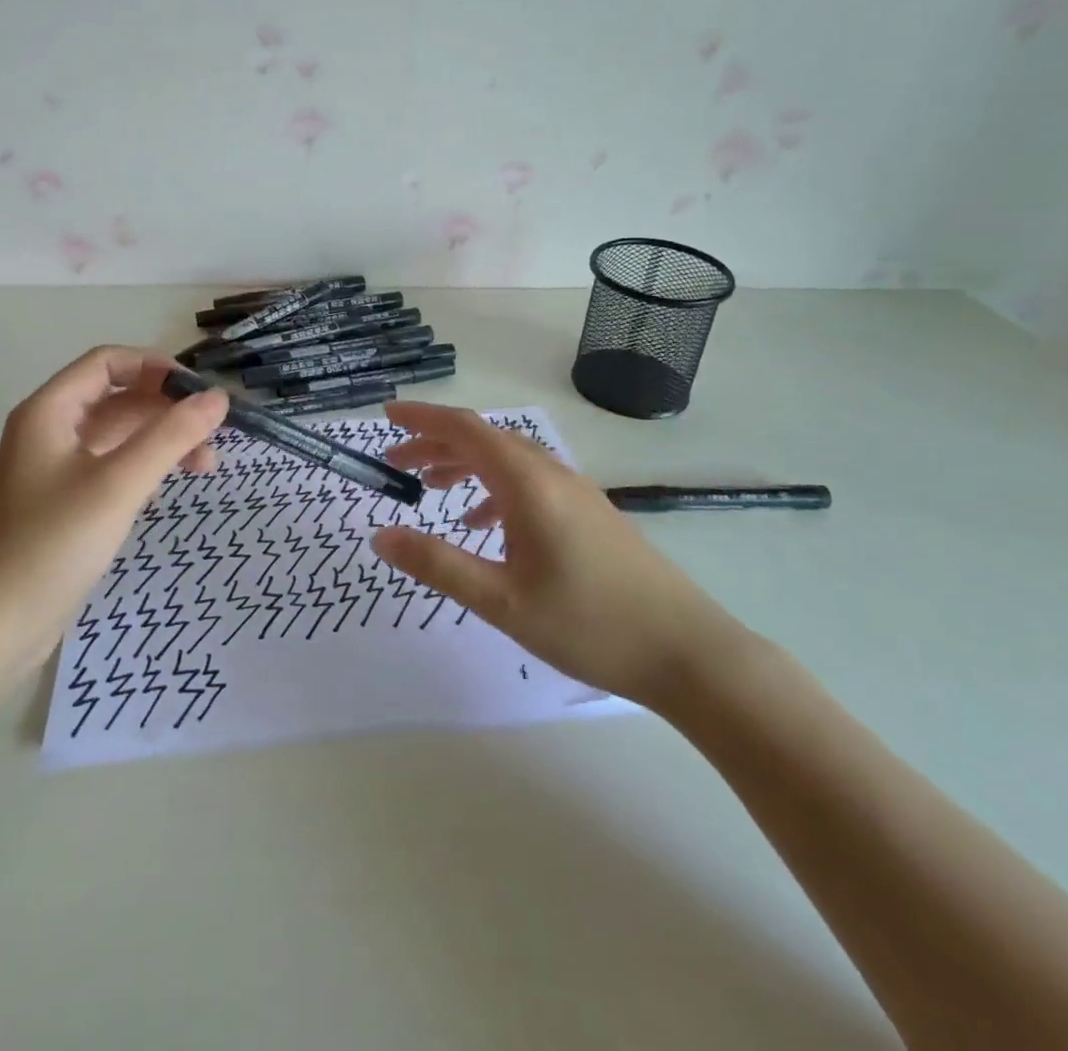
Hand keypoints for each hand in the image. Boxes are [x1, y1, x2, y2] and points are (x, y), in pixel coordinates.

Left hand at [0, 347, 228, 658]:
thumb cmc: (55, 543)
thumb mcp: (120, 483)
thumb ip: (171, 436)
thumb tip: (218, 397)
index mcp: (49, 411)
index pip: (107, 362)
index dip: (156, 368)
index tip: (199, 392)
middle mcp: (48, 430)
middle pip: (116, 398)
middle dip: (166, 411)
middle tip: (212, 436)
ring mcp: (53, 468)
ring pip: (116, 435)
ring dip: (160, 442)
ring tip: (204, 466)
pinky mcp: (61, 502)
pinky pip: (110, 466)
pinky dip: (142, 469)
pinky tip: (164, 492)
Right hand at [373, 402, 743, 708]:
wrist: (687, 651)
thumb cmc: (588, 624)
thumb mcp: (502, 601)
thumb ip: (438, 564)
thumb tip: (380, 536)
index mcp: (527, 484)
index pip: (464, 430)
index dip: (422, 418)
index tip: (385, 416)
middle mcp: (551, 474)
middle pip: (483, 440)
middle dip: (435, 443)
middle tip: (395, 463)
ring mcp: (574, 492)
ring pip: (507, 460)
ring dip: (464, 464)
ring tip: (429, 488)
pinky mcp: (588, 513)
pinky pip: (528, 482)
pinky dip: (493, 488)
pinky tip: (483, 523)